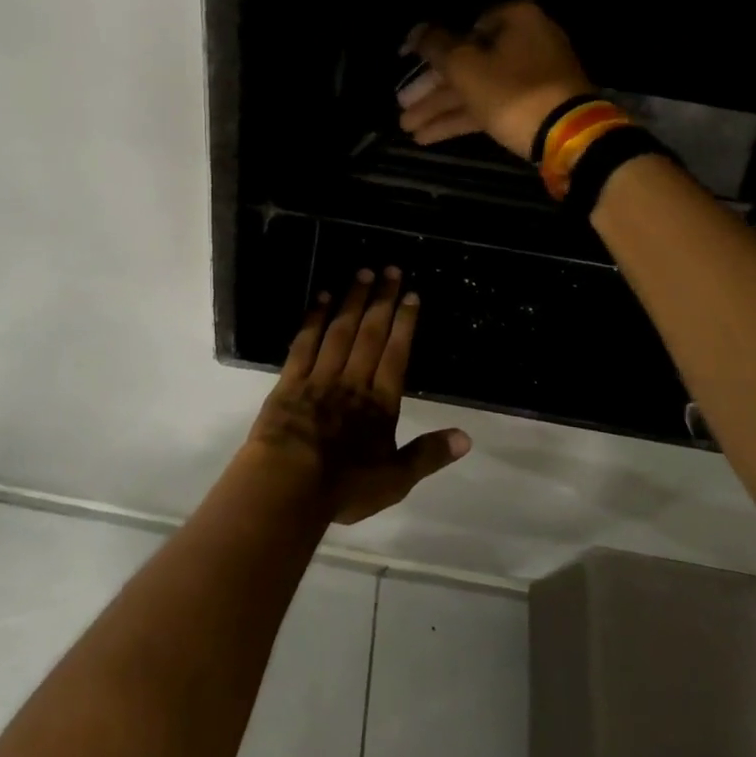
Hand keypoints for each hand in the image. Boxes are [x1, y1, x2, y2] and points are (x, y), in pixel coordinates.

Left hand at [246, 268, 470, 524]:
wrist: (288, 486)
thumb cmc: (345, 487)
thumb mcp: (395, 480)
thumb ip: (429, 455)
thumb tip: (467, 437)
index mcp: (379, 403)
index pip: (396, 355)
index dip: (405, 324)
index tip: (411, 295)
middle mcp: (352, 381)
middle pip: (371, 334)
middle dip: (383, 301)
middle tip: (390, 269)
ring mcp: (320, 377)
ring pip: (340, 330)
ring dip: (353, 300)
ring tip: (363, 273)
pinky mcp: (290, 380)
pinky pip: (305, 342)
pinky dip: (314, 318)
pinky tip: (321, 298)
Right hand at [396, 0, 595, 159]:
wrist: (567, 135)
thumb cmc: (511, 91)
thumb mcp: (464, 66)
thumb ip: (435, 46)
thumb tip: (416, 31)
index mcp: (515, 19)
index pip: (463, 26)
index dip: (431, 45)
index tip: (408, 63)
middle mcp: (526, 41)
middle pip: (467, 61)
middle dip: (431, 88)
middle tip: (402, 105)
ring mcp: (531, 76)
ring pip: (476, 87)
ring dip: (440, 107)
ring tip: (407, 127)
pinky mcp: (533, 105)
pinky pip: (490, 105)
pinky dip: (461, 118)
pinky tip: (428, 136)